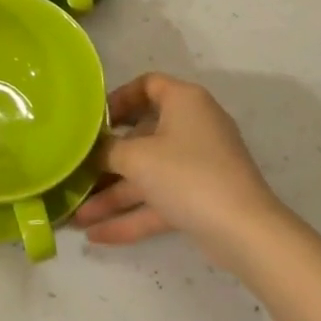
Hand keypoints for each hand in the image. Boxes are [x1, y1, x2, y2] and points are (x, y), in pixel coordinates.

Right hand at [72, 73, 287, 268]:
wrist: (244, 231)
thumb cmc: (186, 175)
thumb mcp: (137, 158)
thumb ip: (107, 150)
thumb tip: (92, 148)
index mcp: (184, 101)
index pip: (147, 85)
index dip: (118, 99)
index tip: (93, 120)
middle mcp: (193, 126)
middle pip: (142, 135)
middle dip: (107, 160)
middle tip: (77, 170)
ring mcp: (198, 164)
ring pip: (148, 174)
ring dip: (113, 195)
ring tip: (77, 217)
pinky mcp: (200, 197)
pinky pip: (159, 200)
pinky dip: (132, 216)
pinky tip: (98, 236)